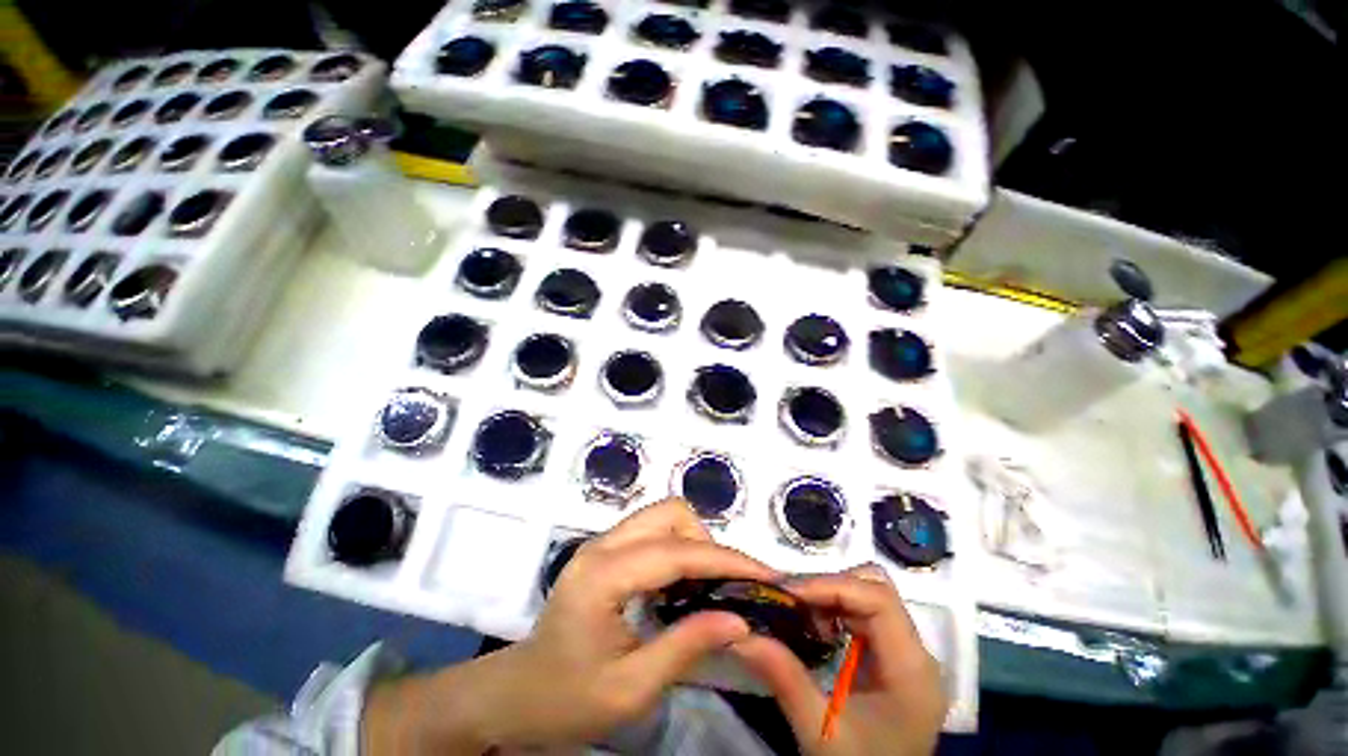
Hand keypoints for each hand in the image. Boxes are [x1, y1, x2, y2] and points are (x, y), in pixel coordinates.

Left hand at [363, 498, 776, 753]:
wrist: (516, 695)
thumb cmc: (566, 700)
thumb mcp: (631, 688)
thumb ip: (686, 647)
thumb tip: (740, 621)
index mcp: (603, 575)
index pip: (676, 552)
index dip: (725, 559)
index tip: (765, 574)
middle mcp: (602, 545)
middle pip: (670, 513)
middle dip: (706, 542)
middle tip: (725, 585)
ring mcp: (601, 543)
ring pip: (663, 515)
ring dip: (693, 542)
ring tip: (707, 585)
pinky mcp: (604, 550)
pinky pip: (653, 531)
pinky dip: (677, 547)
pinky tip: (683, 583)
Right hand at [729, 565, 946, 755]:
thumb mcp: (820, 730)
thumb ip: (784, 677)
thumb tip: (740, 633)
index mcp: (911, 669)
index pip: (878, 599)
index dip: (832, 584)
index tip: (789, 592)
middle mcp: (917, 653)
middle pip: (875, 590)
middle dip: (829, 586)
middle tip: (790, 600)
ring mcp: (907, 655)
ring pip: (869, 596)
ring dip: (831, 597)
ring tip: (799, 613)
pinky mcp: (894, 659)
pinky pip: (865, 615)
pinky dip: (836, 611)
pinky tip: (815, 629)